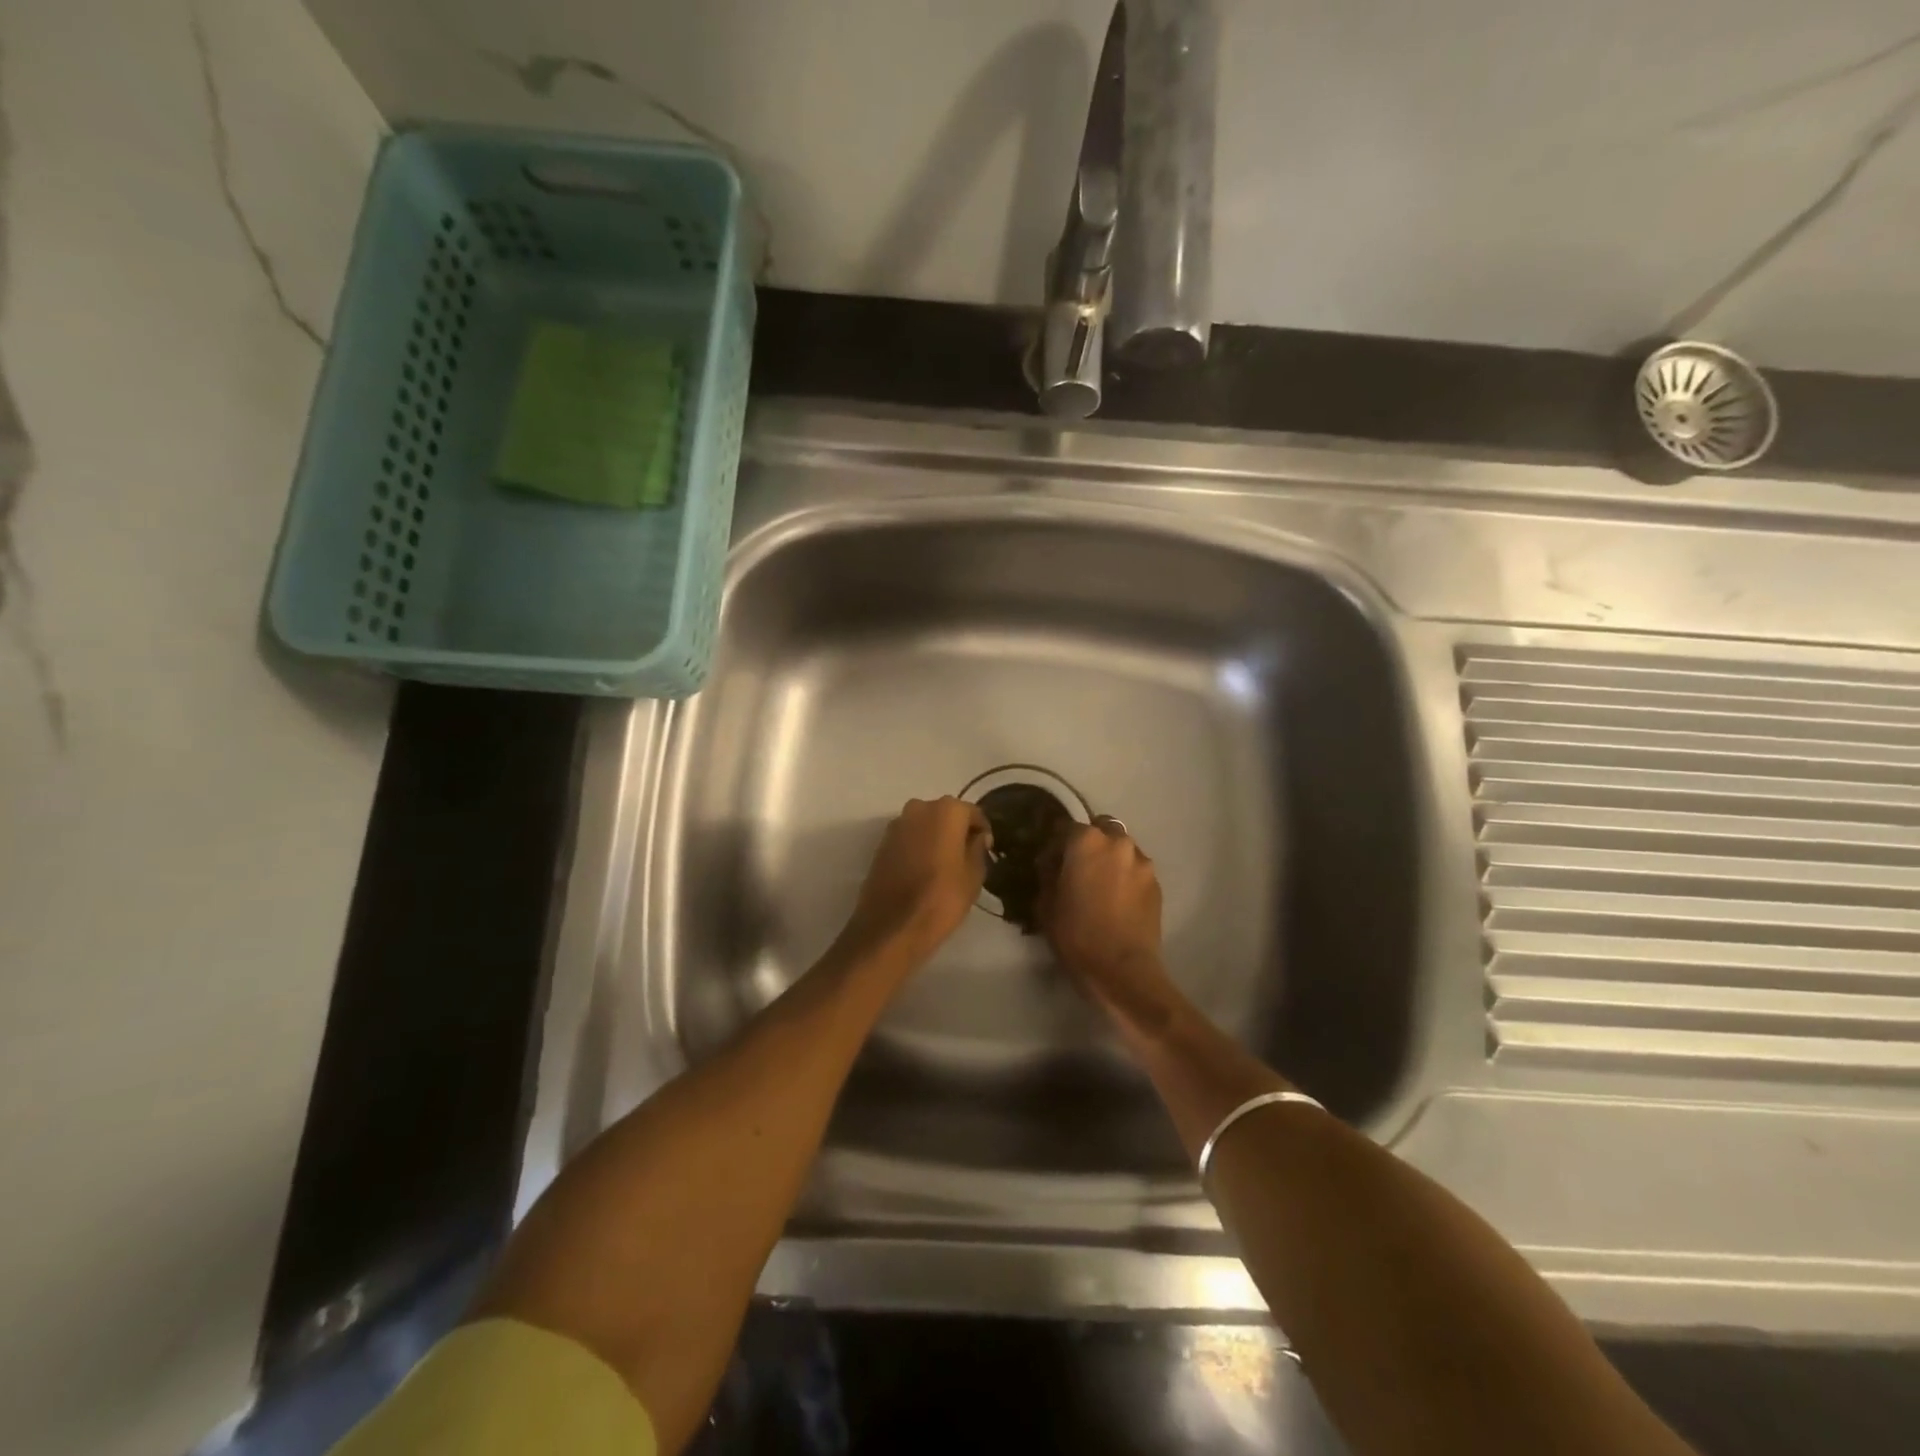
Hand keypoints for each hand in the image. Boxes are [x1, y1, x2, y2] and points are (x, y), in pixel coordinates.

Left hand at [840, 797, 991, 961]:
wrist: (892, 926)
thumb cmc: (942, 898)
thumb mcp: (974, 876)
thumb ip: (978, 849)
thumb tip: (977, 837)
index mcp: (946, 810)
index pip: (973, 813)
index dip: (982, 832)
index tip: (986, 851)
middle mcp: (919, 808)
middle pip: (946, 815)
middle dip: (957, 832)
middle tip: (966, 858)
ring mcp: (896, 825)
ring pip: (925, 826)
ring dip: (936, 839)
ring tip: (944, 867)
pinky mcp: (881, 843)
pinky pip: (908, 839)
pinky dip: (918, 848)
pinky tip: (923, 872)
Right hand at [1040, 818, 1174, 1028]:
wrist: (1122, 970)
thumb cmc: (1076, 934)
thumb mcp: (1046, 904)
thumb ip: (1048, 874)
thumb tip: (1051, 863)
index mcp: (1086, 841)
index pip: (1066, 827)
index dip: (1056, 844)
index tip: (1050, 863)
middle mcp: (1118, 843)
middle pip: (1101, 829)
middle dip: (1090, 842)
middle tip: (1079, 868)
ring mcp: (1142, 862)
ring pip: (1122, 849)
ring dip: (1110, 859)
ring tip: (1102, 885)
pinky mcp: (1157, 884)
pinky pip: (1136, 870)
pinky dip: (1126, 877)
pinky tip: (1118, 900)